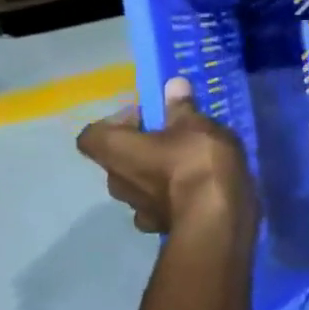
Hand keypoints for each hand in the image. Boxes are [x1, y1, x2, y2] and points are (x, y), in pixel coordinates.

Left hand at [77, 76, 257, 234]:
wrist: (215, 220)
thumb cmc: (196, 163)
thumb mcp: (194, 124)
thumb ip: (181, 106)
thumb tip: (172, 84)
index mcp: (115, 151)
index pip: (93, 134)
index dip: (117, 122)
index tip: (149, 116)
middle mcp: (116, 181)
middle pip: (119, 158)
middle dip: (144, 146)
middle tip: (176, 136)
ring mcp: (136, 208)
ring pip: (140, 182)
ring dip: (158, 172)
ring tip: (193, 162)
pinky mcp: (159, 225)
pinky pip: (160, 204)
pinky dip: (173, 196)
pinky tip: (199, 189)